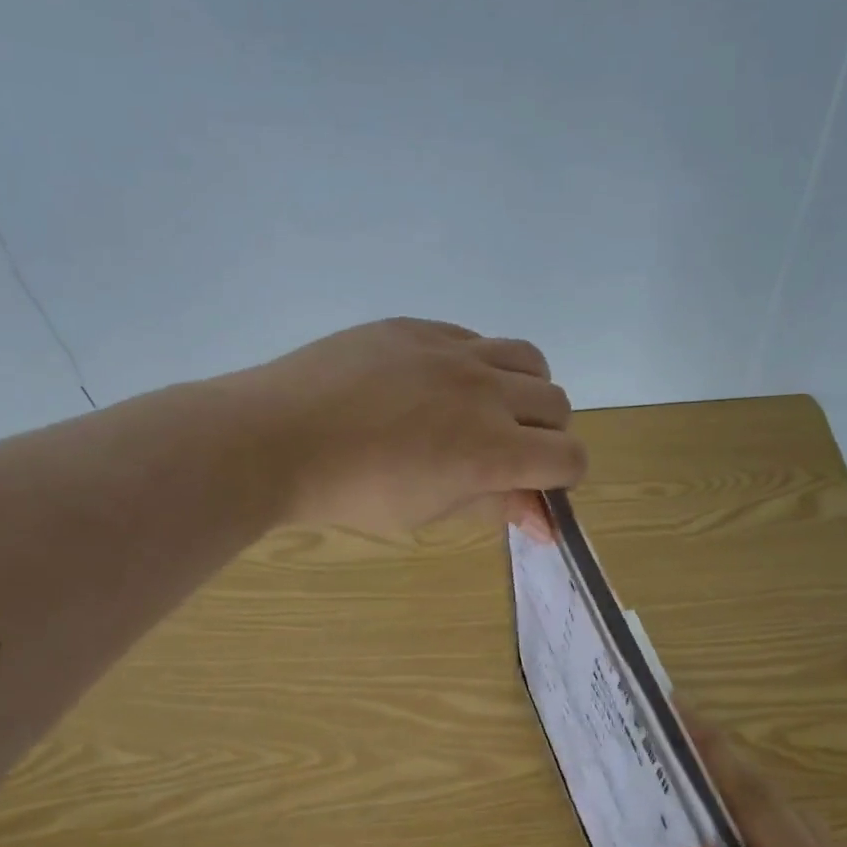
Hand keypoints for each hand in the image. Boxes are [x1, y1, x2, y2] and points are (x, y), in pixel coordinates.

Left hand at [241, 318, 581, 536]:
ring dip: (524, 390)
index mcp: (491, 449)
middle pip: (557, 404)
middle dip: (546, 434)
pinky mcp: (419, 327)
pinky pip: (474, 338)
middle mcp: (486, 391)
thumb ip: (495, 507)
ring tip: (486, 409)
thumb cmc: (352, 493)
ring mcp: (452, 350)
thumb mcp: (429, 513)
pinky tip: (437, 384)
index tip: (536, 487)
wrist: (276, 438)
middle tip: (507, 452)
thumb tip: (545, 520)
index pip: (569, 456)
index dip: (564, 477)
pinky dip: (477, 364)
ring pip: (527, 359)